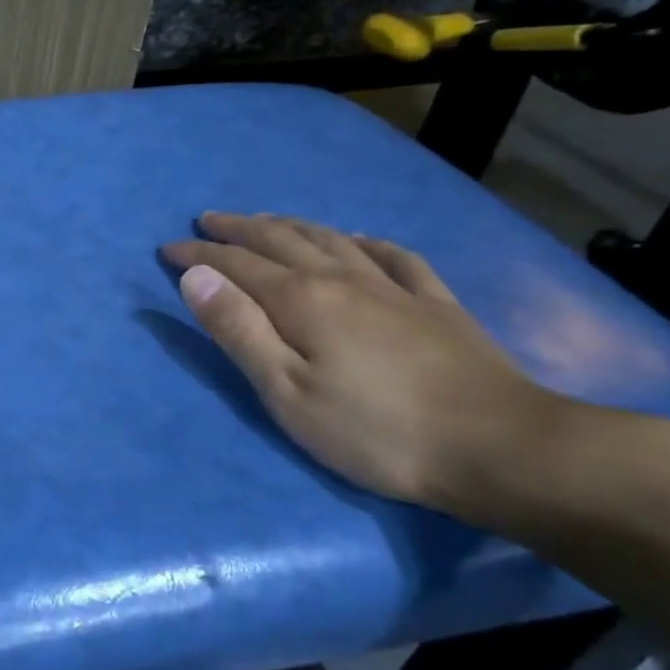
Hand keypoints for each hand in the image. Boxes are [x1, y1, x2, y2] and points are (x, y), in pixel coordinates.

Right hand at [162, 213, 585, 523]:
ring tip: (267, 220)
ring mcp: (394, 288)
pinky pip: (394, 257)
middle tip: (208, 221)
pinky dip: (366, 242)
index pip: (236, 264)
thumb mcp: (286, 392)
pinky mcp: (436, 305)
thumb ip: (238, 330)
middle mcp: (343, 279)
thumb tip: (195, 276)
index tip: (168, 250)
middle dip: (238, 229)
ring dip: (291, 225)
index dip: (198, 255)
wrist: (501, 448)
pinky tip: (360, 240)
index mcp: (301, 299)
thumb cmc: (375, 431)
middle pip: (281, 240)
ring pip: (331, 239)